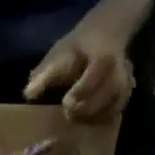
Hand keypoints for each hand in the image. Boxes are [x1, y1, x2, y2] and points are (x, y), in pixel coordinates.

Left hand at [24, 0, 152, 123]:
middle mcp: (119, 69)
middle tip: (69, 115)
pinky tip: (90, 122)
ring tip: (78, 120)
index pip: (98, 71)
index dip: (82, 90)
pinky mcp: (126, 92)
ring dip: (96, 115)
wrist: (109, 32)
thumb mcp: (60, 52)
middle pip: (110, 91)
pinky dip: (104, 118)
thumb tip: (28, 94)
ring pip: (116, 103)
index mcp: (103, 56)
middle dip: (88, 107)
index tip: (66, 102)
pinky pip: (118, 109)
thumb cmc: (79, 46)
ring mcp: (126, 80)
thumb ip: (45, 74)